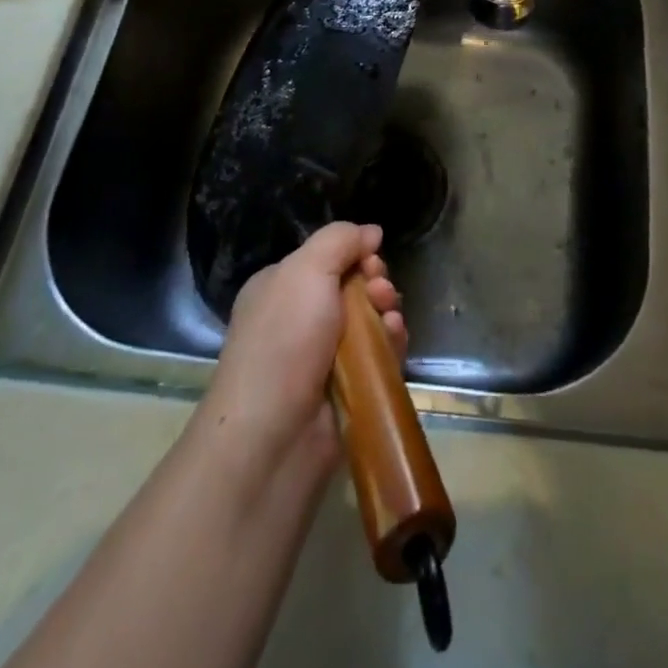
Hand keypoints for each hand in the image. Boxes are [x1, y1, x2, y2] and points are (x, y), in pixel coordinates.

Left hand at [197, 222, 406, 480]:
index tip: (370, 260)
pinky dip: (390, 344)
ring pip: (369, 321)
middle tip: (380, 292)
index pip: (328, 258)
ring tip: (389, 319)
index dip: (355, 255)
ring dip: (386, 312)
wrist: (273, 435)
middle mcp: (300, 319)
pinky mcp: (346, 388)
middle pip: (353, 287)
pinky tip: (394, 340)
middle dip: (375, 283)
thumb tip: (371, 232)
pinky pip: (377, 355)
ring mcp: (323, 356)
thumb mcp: (307, 269)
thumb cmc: (284, 339)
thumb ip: (340, 240)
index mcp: (281, 287)